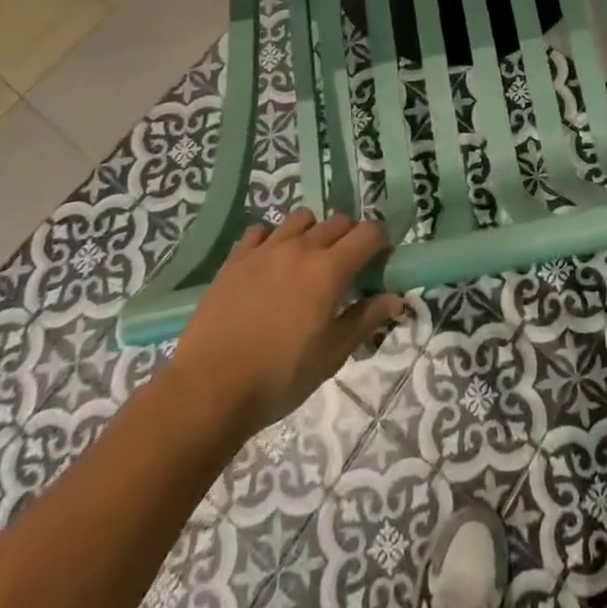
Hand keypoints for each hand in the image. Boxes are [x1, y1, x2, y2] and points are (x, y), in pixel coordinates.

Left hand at [172, 210, 405, 436]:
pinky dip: (272, 239)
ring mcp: (266, 249)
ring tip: (308, 260)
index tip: (381, 259)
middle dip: (350, 237)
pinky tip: (269, 263)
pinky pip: (261, 231)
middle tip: (347, 267)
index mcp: (329, 269)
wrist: (210, 388)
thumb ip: (365, 320)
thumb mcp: (331, 355)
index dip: (380, 241)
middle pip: (337, 222)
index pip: (368, 233)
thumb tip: (396, 299)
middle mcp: (301, 247)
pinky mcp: (236, 258)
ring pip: (301, 218)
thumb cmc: (279, 376)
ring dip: (313, 232)